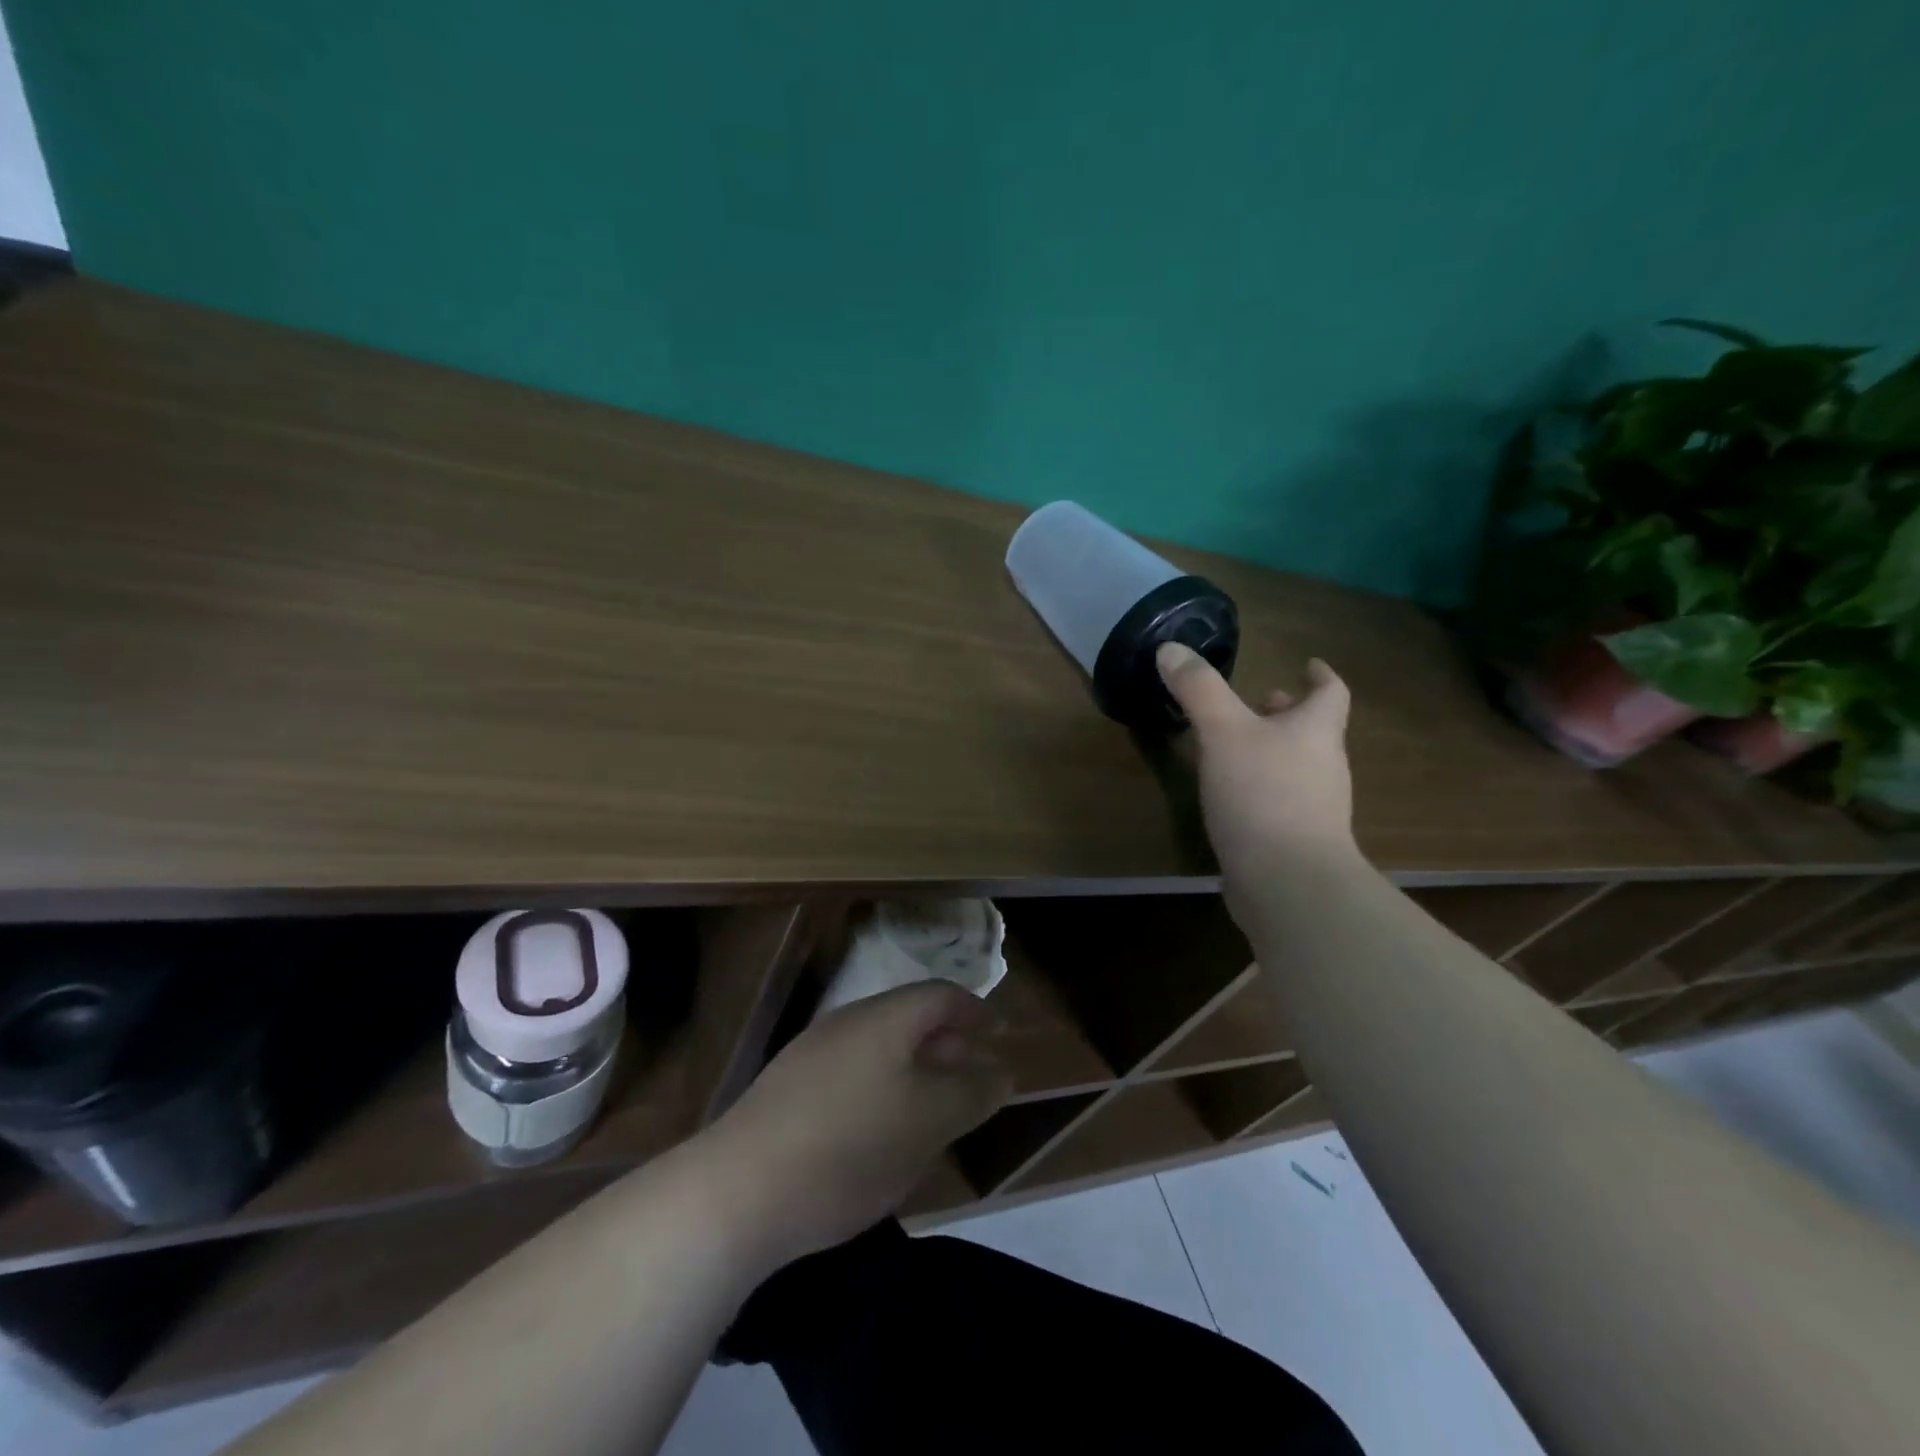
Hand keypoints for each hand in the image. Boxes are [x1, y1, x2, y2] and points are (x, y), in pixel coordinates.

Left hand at [700, 982, 1009, 1271]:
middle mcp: (846, 1024)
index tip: (999, 1033)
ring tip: (937, 1110)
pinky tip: (884, 1133)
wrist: (737, 1191)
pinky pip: (853, 1075)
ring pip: (880, 1050)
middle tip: (975, 1078)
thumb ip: (971, 1091)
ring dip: (915, 1071)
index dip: (975, 1010)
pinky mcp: (788, 1092)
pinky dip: (883, 1091)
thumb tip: (999, 1070)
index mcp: (883, 1018)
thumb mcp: (929, 1121)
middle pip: (909, 1020)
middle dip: (948, 1045)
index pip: (940, 995)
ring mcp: (811, 1056)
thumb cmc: (850, 1146)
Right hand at [1156, 642, 1356, 895]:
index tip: (1310, 664)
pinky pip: (1280, 802)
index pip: (1330, 693)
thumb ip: (1198, 689)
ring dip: (1272, 750)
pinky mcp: (1295, 842)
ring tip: (1235, 746)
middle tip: (1260, 701)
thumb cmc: (1262, 794)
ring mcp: (1315, 809)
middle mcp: (1323, 767)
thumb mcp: (1223, 732)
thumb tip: (1171, 648)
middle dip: (1287, 714)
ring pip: (1296, 767)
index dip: (1320, 676)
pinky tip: (1230, 797)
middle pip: (1312, 731)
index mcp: (1316, 732)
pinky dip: (1260, 788)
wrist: (1288, 882)